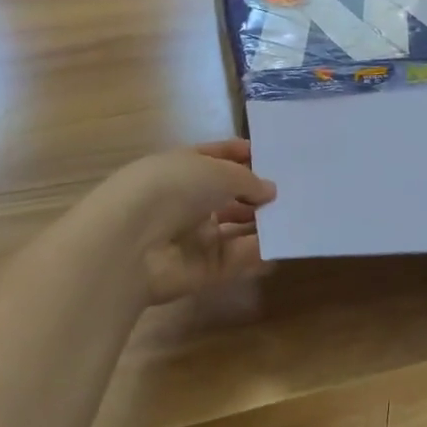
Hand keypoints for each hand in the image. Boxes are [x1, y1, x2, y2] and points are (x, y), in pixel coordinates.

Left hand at [110, 140, 276, 303]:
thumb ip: (248, 179)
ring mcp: (191, 237)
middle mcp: (186, 200)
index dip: (242, 155)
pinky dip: (256, 254)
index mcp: (183, 167)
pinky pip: (234, 260)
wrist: (133, 242)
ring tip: (293, 218)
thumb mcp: (218, 171)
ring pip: (233, 229)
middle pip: (227, 196)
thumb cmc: (174, 187)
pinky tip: (280, 246)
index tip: (272, 157)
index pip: (215, 157)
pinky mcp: (200, 271)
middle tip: (292, 192)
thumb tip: (270, 190)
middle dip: (256, 195)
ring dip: (260, 224)